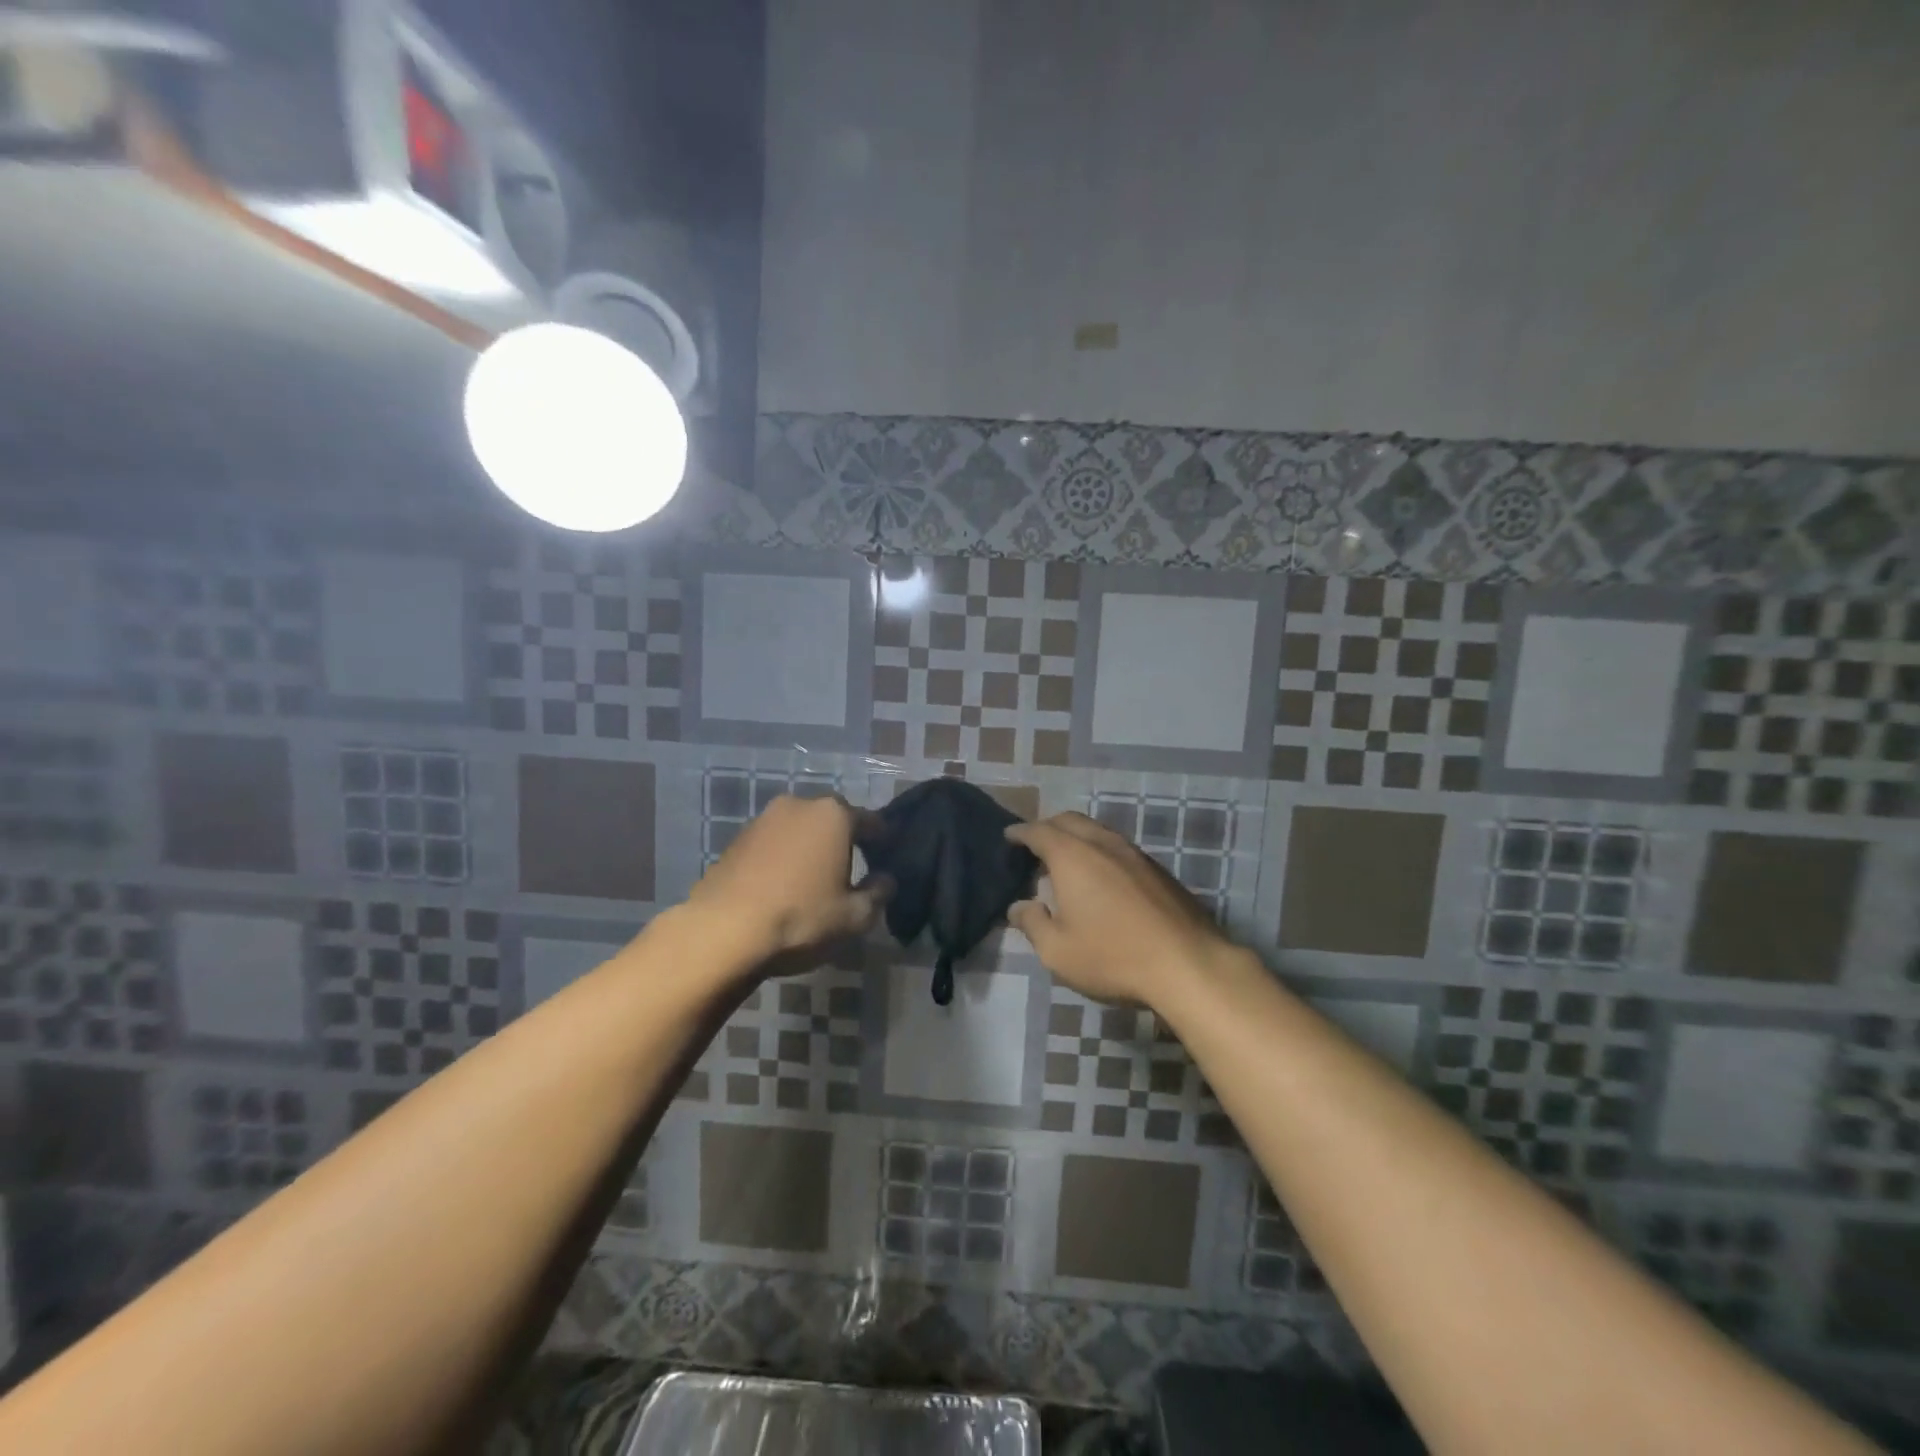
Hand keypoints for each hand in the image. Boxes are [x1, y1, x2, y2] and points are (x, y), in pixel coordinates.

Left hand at [685, 795, 891, 979]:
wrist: (722, 932)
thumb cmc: (800, 917)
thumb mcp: (854, 916)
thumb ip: (878, 893)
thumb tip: (885, 879)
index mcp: (834, 814)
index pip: (871, 821)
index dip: (883, 840)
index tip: (886, 858)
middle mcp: (799, 805)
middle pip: (832, 819)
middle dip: (843, 840)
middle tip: (851, 869)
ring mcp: (763, 820)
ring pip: (799, 830)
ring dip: (810, 848)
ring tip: (814, 880)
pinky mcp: (736, 840)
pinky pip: (773, 844)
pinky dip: (783, 858)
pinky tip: (783, 886)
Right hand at [1006, 813, 1232, 1007]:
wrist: (1188, 964)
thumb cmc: (1113, 956)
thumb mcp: (1058, 951)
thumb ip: (1033, 924)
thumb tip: (1019, 907)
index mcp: (1072, 856)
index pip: (1038, 831)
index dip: (1020, 833)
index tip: (1008, 837)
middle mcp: (1103, 844)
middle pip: (1070, 821)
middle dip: (1048, 827)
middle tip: (1034, 845)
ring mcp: (1135, 854)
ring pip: (1098, 832)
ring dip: (1077, 838)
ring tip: (1066, 862)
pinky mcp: (1158, 871)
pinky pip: (1119, 848)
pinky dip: (1100, 852)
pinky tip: (1101, 879)